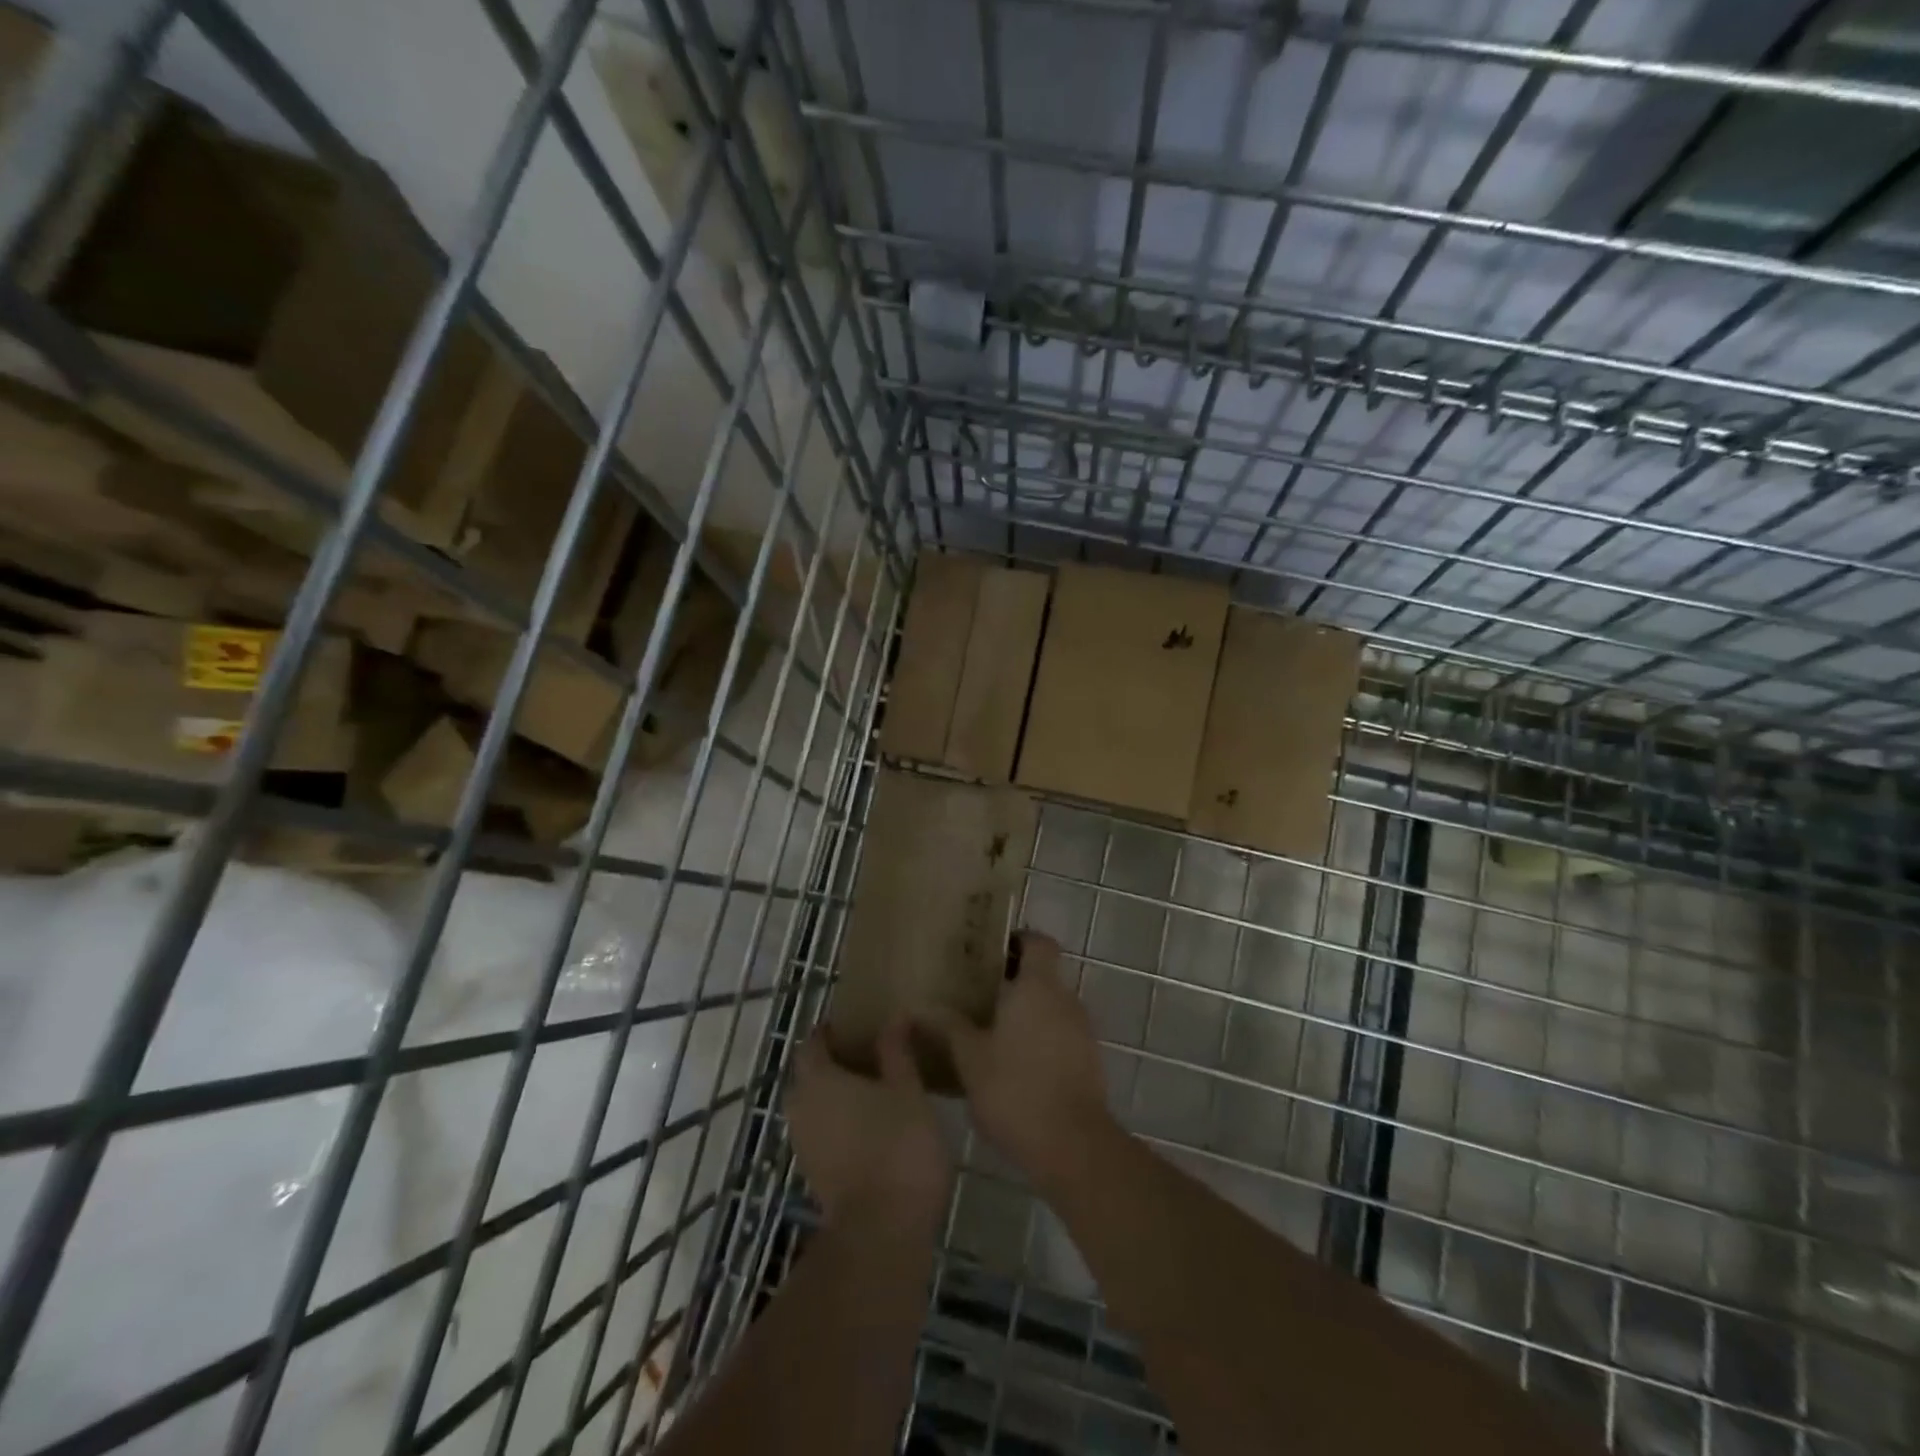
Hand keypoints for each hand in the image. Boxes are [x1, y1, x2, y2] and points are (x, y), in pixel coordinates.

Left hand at [786, 1020, 952, 1228]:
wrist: (883, 1232)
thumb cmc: (898, 1147)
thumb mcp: (908, 1090)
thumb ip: (897, 1051)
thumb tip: (894, 1017)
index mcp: (819, 1080)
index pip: (812, 1044)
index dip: (828, 1032)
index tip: (853, 1025)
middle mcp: (802, 1108)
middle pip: (807, 1076)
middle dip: (829, 1063)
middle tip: (865, 1055)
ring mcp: (804, 1146)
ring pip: (812, 1107)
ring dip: (833, 1096)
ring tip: (870, 1089)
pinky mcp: (814, 1175)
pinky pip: (820, 1133)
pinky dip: (836, 1123)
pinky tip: (868, 1125)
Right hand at [924, 932, 1114, 1192]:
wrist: (1073, 1146)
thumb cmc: (1015, 1089)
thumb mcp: (970, 1058)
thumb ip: (947, 1027)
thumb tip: (918, 1006)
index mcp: (1038, 987)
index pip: (1039, 942)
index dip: (1018, 940)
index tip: (990, 951)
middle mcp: (1066, 999)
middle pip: (1044, 975)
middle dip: (1015, 980)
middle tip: (978, 993)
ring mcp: (1082, 1031)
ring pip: (1052, 1007)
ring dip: (1027, 1013)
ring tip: (990, 1031)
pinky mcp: (1089, 1061)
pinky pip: (1061, 1035)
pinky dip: (1041, 1039)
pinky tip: (1014, 1064)